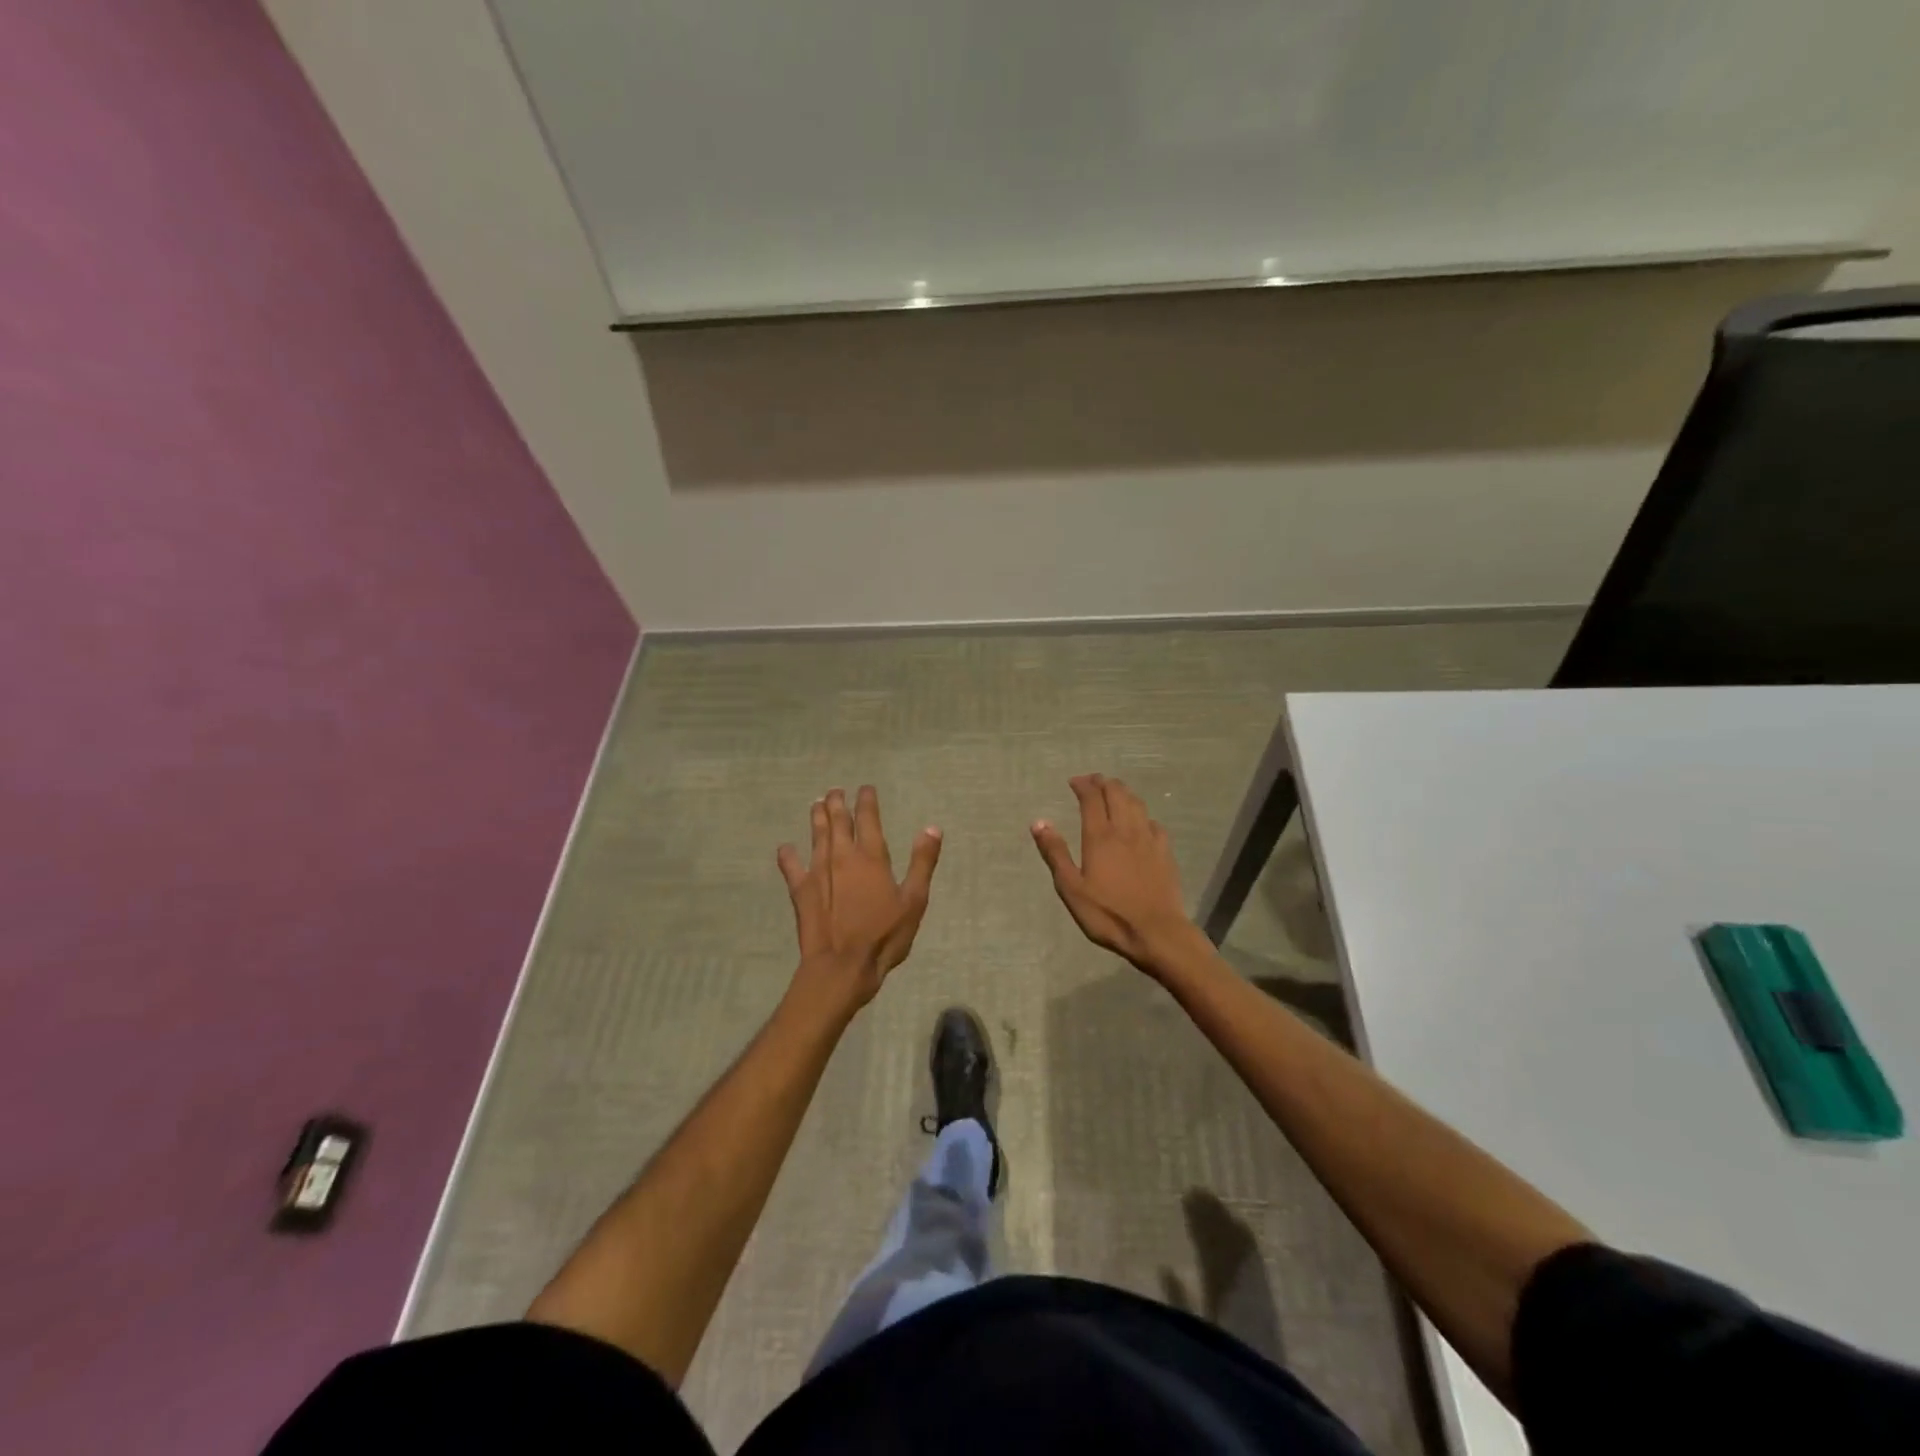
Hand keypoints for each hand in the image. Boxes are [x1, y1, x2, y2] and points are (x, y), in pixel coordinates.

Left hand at [779, 786, 941, 1013]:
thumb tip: (932, 828)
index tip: (865, 788)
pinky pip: (791, 867)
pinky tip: (785, 848)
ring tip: (816, 804)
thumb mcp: (914, 900)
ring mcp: (818, 872)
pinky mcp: (801, 891)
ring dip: (816, 818)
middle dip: (837, 803)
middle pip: (837, 821)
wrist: (842, 966)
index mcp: (871, 857)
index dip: (866, 801)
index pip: (867, 818)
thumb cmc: (884, 935)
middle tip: (835, 791)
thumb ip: (922, 862)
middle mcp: (841, 857)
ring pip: (816, 836)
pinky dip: (788, 856)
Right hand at [1033, 774, 1198, 974]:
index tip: (1074, 781)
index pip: (1092, 798)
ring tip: (1114, 792)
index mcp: (1100, 836)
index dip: (1083, 785)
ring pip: (1137, 803)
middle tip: (1092, 781)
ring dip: (1123, 792)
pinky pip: (1153, 822)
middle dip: (1103, 782)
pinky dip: (1141, 814)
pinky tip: (1140, 821)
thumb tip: (1039, 822)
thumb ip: (1055, 853)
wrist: (1156, 932)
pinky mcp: (1165, 852)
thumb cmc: (1108, 913)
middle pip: (1117, 793)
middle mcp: (1126, 830)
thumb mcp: (1071, 888)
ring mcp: (1149, 839)